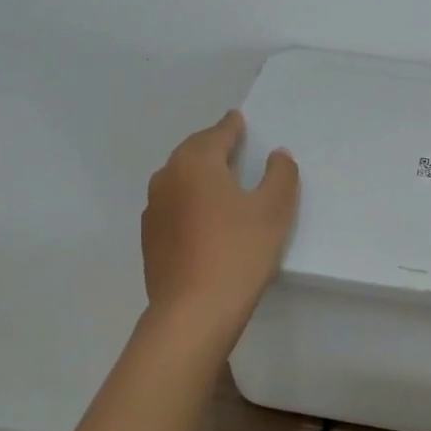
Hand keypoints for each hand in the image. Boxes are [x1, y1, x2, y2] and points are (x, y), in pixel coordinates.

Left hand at [141, 111, 298, 341]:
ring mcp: (153, 210)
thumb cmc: (238, 252)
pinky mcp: (149, 239)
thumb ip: (280, 176)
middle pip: (192, 153)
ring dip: (198, 176)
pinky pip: (173, 207)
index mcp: (196, 163)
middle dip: (212, 148)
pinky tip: (203, 219)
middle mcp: (167, 178)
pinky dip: (189, 203)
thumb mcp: (273, 211)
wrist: (193, 311)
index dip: (232, 126)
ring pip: (179, 180)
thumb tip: (277, 155)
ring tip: (220, 184)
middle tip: (233, 148)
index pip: (217, 134)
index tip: (239, 119)